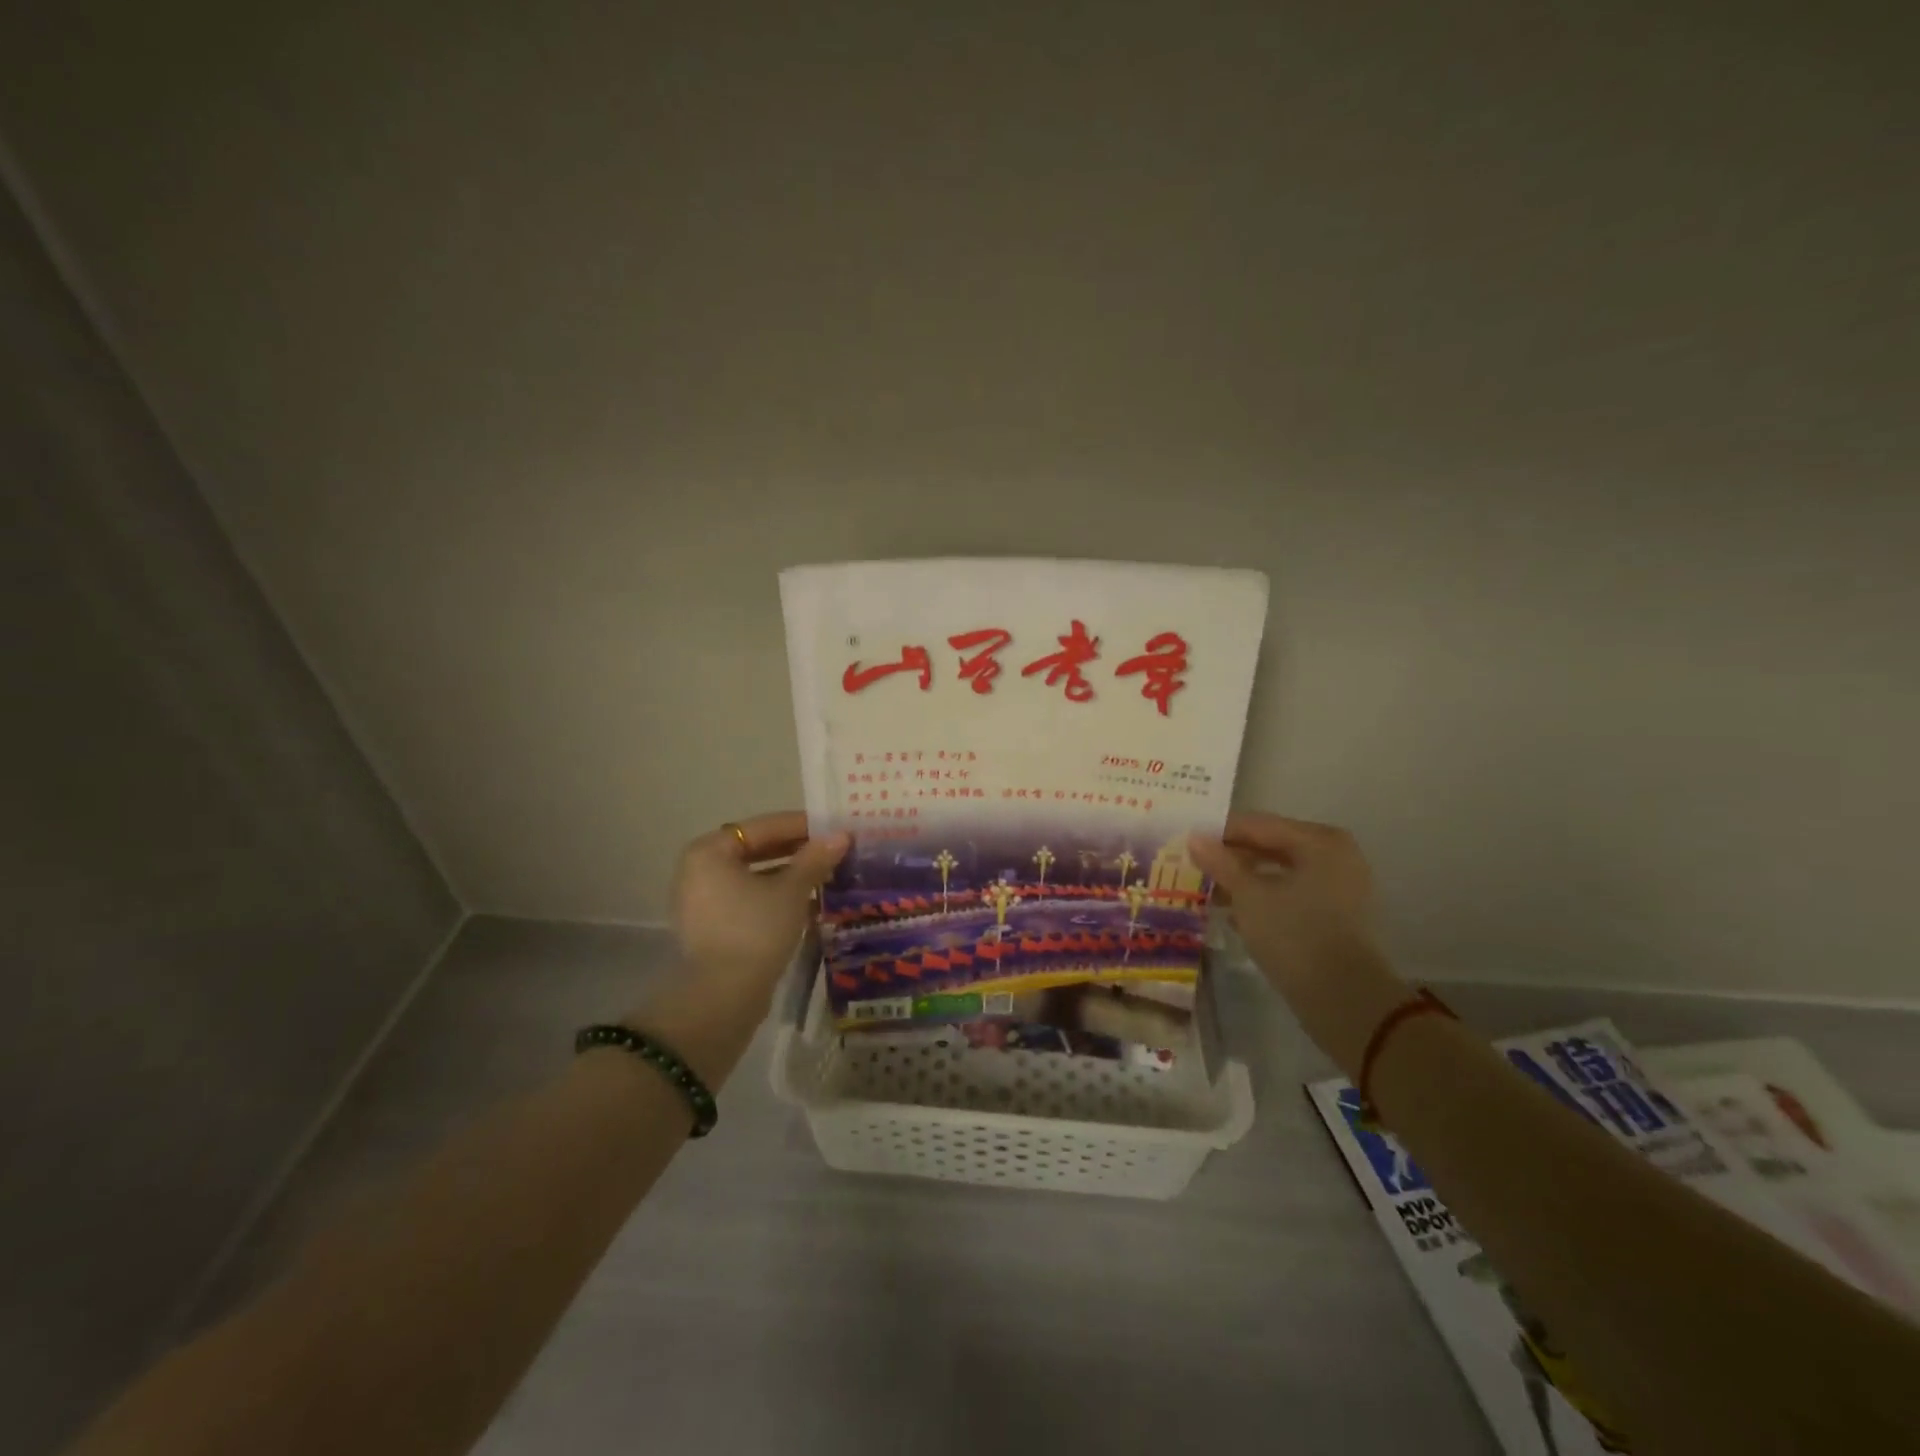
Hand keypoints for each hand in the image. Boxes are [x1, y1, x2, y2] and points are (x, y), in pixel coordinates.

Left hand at [670, 811, 849, 996]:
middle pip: (756, 850)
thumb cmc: (756, 929)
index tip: (833, 828)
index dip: (801, 825)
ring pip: (754, 877)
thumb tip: (841, 835)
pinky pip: (748, 900)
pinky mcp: (711, 928)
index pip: (762, 826)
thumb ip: (815, 858)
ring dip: (789, 876)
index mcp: (709, 851)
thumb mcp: (792, 890)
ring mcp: (702, 901)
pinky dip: (775, 898)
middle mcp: (698, 870)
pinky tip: (809, 904)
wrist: (723, 997)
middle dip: (796, 851)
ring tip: (827, 876)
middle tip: (833, 851)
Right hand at [1189, 813, 1409, 1075]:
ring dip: (1243, 881)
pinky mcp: (1336, 917)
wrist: (1345, 1000)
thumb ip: (1220, 862)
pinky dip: (1263, 900)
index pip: (1257, 825)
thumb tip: (1193, 837)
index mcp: (1319, 841)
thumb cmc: (1295, 935)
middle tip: (1193, 866)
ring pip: (1279, 873)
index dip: (1218, 833)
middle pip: (1270, 847)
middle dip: (1231, 858)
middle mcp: (1334, 856)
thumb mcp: (1249, 895)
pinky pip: (1290, 895)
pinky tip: (1232, 914)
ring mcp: (1339, 887)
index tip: (1185, 842)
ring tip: (1207, 891)